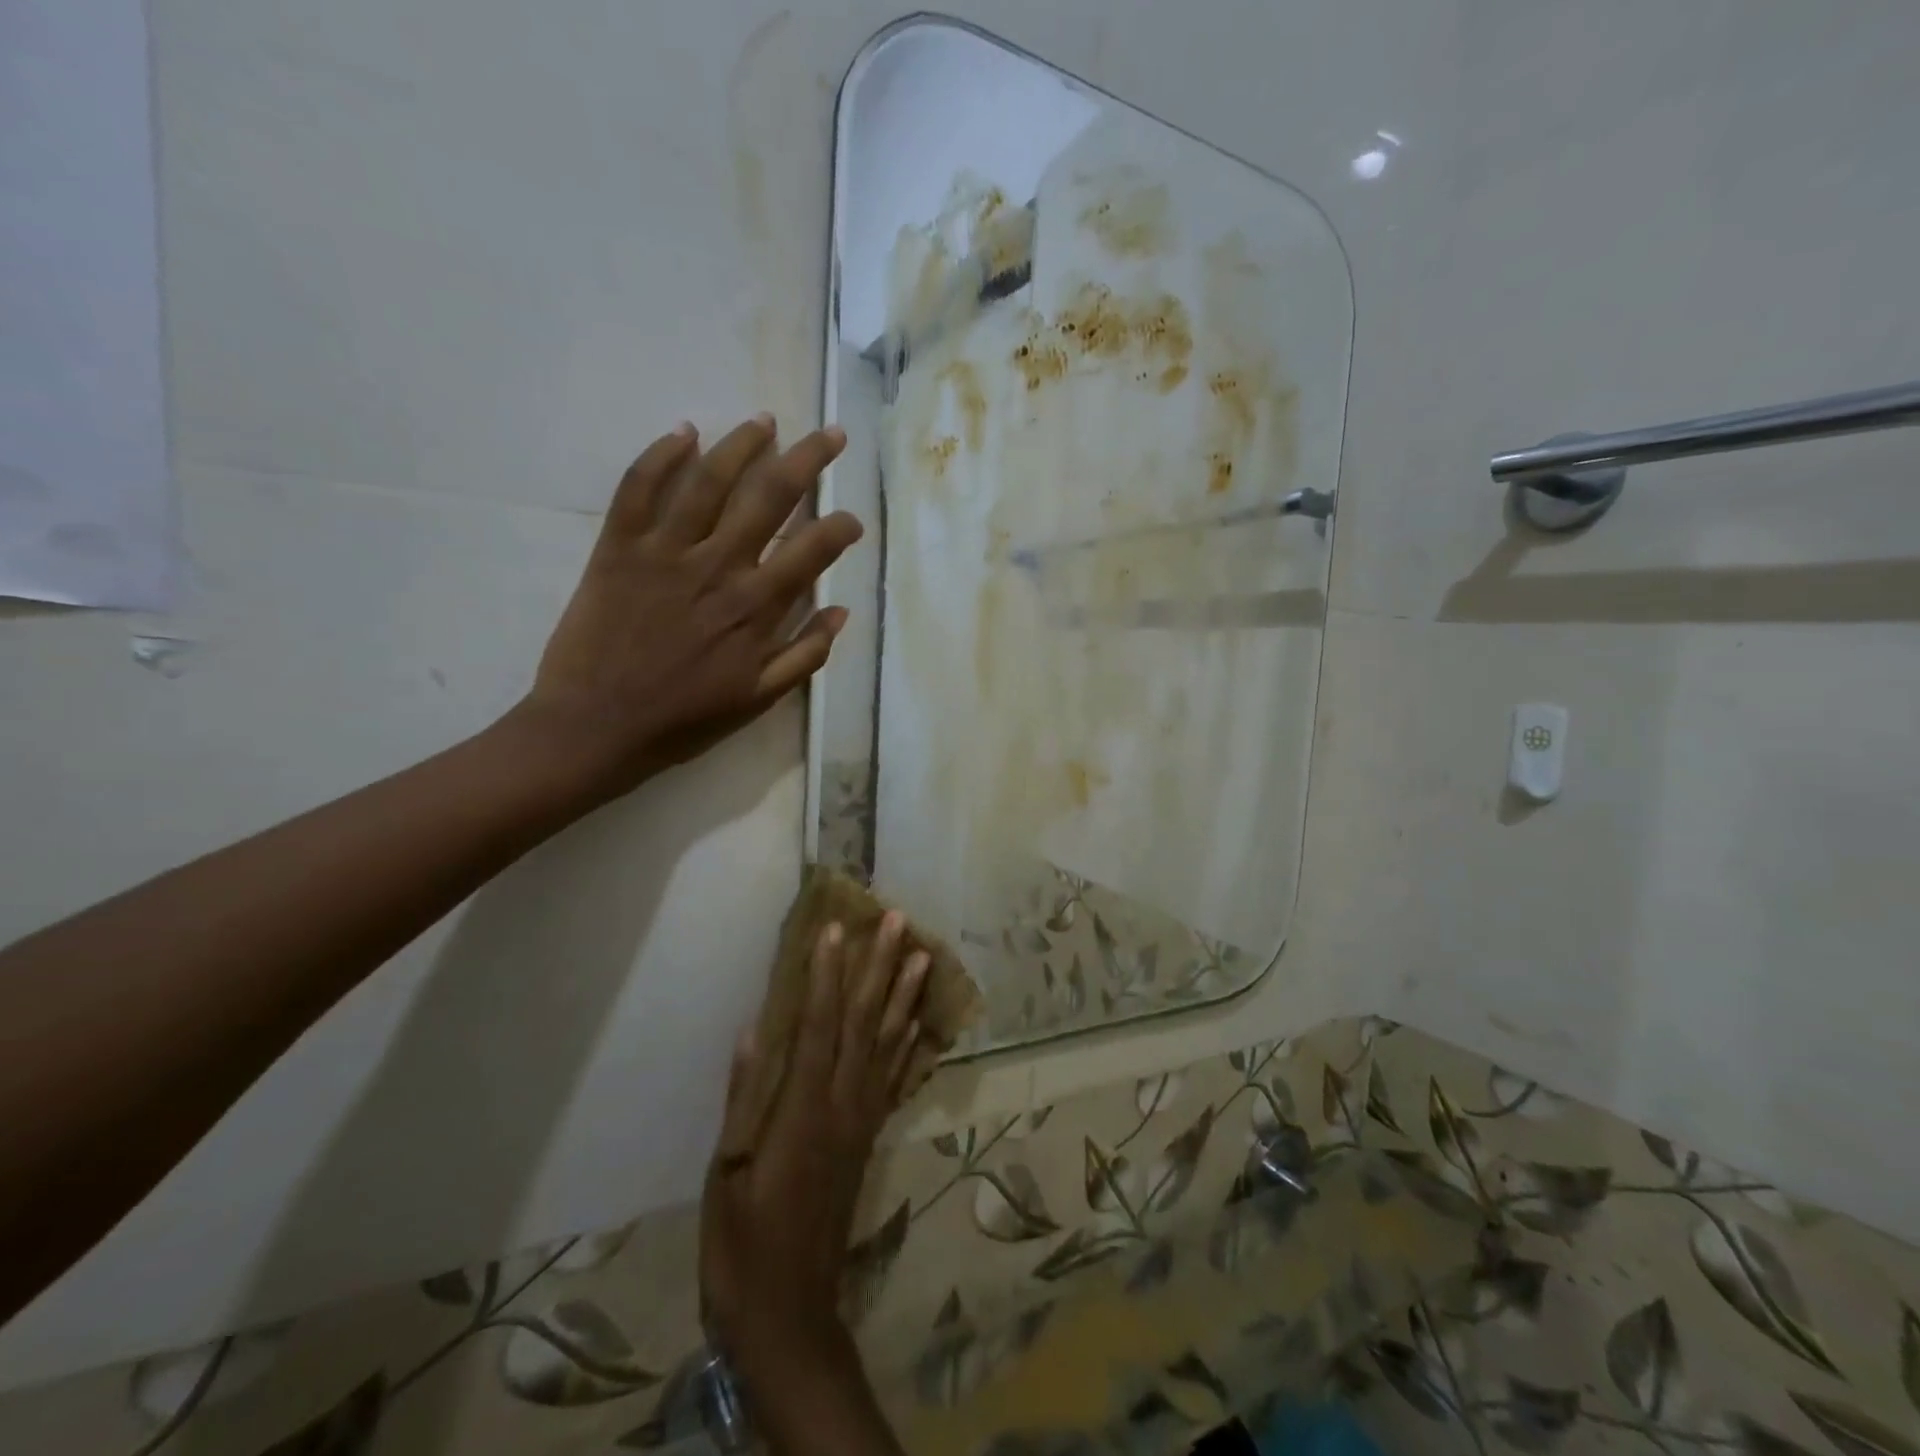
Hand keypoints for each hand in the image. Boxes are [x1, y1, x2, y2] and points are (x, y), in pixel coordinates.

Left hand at [514, 415, 861, 802]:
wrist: (594, 728)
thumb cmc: (682, 721)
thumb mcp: (757, 700)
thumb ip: (804, 655)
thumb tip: (840, 611)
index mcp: (755, 608)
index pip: (811, 550)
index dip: (840, 527)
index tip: (852, 519)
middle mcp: (717, 568)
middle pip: (769, 497)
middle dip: (807, 460)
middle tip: (830, 435)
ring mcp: (665, 553)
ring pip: (709, 480)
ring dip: (742, 444)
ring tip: (765, 421)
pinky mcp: (617, 548)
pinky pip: (638, 489)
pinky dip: (660, 456)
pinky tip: (683, 433)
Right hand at [700, 915, 936, 1376]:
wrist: (789, 1314)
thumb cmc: (742, 1244)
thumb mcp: (727, 1172)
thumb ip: (744, 1097)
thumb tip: (756, 1029)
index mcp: (803, 1109)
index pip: (819, 1024)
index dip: (827, 974)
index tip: (837, 928)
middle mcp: (843, 1104)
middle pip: (865, 1022)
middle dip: (880, 967)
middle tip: (899, 921)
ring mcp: (862, 1120)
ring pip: (889, 1044)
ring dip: (904, 996)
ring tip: (923, 955)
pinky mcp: (869, 1138)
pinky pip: (895, 1079)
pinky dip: (909, 1045)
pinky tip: (918, 1022)